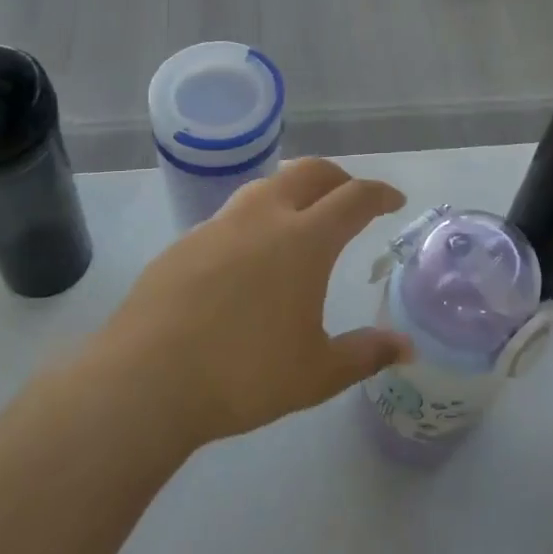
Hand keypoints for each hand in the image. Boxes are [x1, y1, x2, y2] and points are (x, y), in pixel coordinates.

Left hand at [101, 158, 411, 444]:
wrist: (145, 380)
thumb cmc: (243, 374)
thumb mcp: (316, 373)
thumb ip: (365, 354)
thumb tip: (406, 347)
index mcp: (304, 239)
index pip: (354, 198)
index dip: (379, 194)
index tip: (393, 200)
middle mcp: (264, 217)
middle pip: (309, 172)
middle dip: (338, 178)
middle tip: (351, 198)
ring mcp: (219, 225)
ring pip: (266, 186)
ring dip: (293, 190)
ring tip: (301, 217)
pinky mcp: (184, 243)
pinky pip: (231, 216)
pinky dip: (255, 220)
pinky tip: (248, 257)